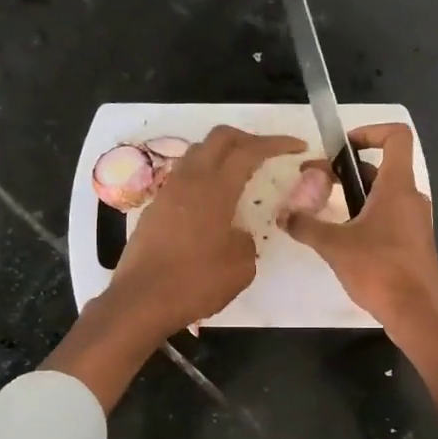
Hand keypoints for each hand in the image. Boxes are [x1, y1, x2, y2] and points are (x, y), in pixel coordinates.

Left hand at [46, 127, 301, 411]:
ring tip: (239, 174)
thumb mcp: (240, 267)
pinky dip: (204, 177)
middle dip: (247, 138)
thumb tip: (238, 234)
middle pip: (219, 138)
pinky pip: (184, 178)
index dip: (276, 143)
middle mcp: (190, 180)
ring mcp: (168, 192)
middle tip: (266, 153)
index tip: (296, 146)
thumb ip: (246, 241)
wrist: (141, 300)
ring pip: (197, 153)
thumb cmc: (195, 282)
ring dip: (221, 155)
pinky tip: (213, 202)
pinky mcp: (154, 208)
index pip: (249, 151)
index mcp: (215, 188)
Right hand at [283, 123, 437, 422]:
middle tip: (314, 183)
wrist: (416, 312)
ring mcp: (416, 222)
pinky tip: (343, 240)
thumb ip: (306, 226)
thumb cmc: (379, 269)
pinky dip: (365, 218)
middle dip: (346, 172)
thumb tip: (282, 215)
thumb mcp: (334, 245)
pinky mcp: (413, 244)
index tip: (342, 148)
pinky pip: (388, 219)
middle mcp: (411, 198)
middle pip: (381, 169)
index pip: (396, 137)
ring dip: (354, 197)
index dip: (370, 132)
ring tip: (323, 213)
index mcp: (397, 187)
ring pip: (382, 196)